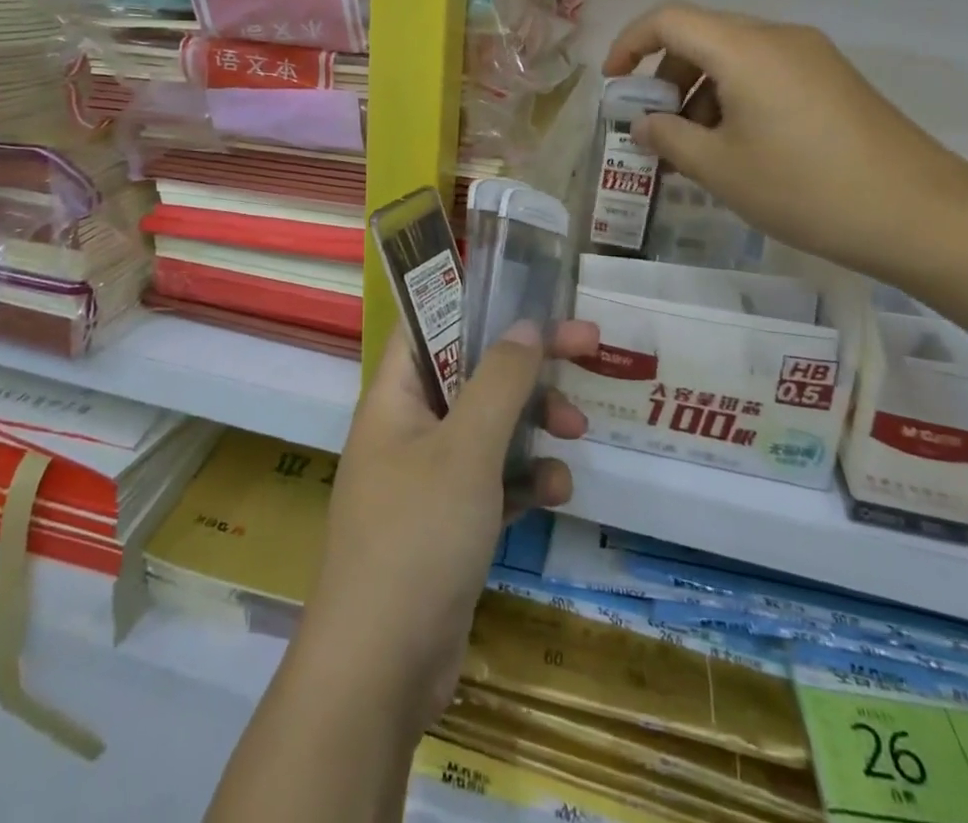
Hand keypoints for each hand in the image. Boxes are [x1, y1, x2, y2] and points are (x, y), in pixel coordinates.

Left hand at [297, 318, 598, 735]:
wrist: (381, 670)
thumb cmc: (418, 536)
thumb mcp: (466, 449)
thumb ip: (500, 382)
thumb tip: (527, 324)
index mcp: (395, 395)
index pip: (430, 323)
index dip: (477, 303)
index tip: (530, 297)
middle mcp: (408, 427)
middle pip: (472, 373)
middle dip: (527, 364)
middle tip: (587, 346)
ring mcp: (428, 478)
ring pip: (488, 428)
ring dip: (533, 423)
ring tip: (577, 429)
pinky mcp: (449, 523)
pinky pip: (492, 482)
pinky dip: (524, 481)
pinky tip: (557, 491)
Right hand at [604, 2, 967, 280]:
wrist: (920, 213)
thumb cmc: (805, 188)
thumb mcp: (720, 169)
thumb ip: (669, 139)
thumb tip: (645, 124)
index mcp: (744, 48)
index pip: (668, 20)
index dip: (629, 44)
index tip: (614, 84)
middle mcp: (777, 37)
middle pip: (701, 35)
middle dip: (666, 76)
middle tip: (655, 126)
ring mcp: (811, 56)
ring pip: (734, 55)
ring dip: (701, 90)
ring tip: (696, 147)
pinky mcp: (832, 79)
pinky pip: (765, 71)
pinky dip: (734, 96)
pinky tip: (738, 146)